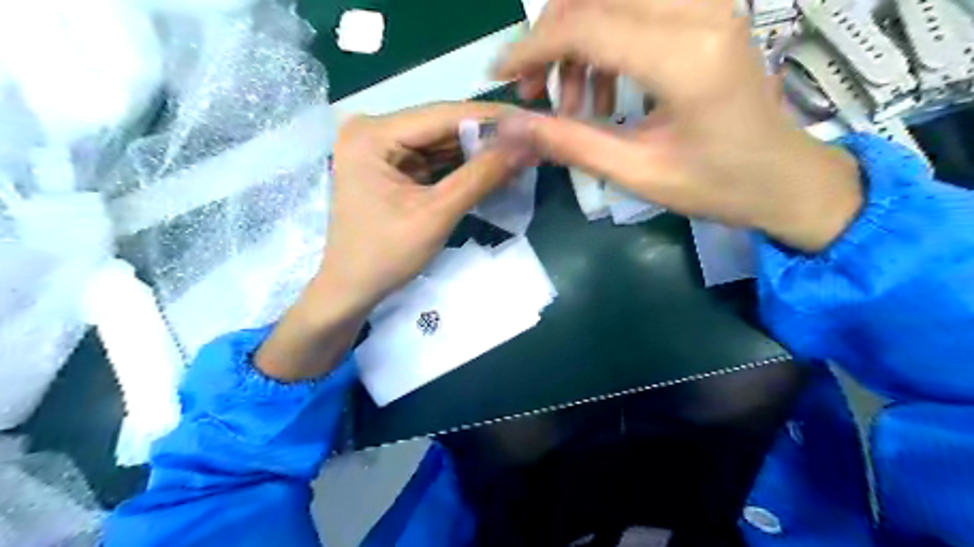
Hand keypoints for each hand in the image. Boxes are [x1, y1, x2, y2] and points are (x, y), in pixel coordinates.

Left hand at [251, 105, 524, 381]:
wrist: (352, 288)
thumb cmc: (386, 256)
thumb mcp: (436, 215)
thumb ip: (480, 176)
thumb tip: (525, 144)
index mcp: (373, 134)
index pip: (442, 115)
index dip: (491, 117)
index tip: (533, 119)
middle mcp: (373, 129)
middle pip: (441, 125)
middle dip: (487, 136)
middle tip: (531, 140)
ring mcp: (381, 147)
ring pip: (441, 141)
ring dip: (478, 151)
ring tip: (520, 153)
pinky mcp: (391, 164)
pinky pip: (434, 158)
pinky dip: (462, 165)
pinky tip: (492, 167)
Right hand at [495, 0, 858, 252]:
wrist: (783, 177)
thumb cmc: (716, 185)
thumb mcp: (637, 173)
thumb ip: (570, 143)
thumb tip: (509, 128)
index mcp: (685, 59)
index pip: (585, 26)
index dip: (531, 48)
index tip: (499, 75)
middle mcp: (700, 12)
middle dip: (549, 39)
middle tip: (534, 92)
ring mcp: (708, 5)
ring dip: (576, 40)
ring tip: (571, 102)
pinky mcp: (707, 12)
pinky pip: (636, 7)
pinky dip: (604, 41)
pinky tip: (603, 90)